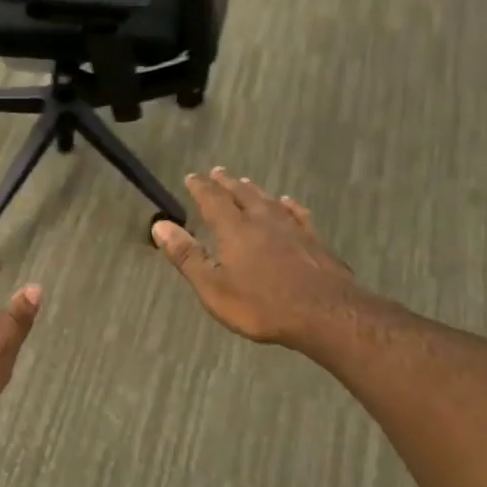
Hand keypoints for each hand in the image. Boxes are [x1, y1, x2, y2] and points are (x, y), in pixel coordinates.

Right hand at [152, 169, 368, 350]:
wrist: (326, 313)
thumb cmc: (262, 305)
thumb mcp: (214, 287)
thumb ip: (187, 256)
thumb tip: (159, 226)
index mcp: (235, 229)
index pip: (213, 200)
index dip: (201, 187)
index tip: (192, 176)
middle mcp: (262, 220)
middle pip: (242, 194)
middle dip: (227, 183)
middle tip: (217, 172)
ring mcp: (292, 228)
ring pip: (268, 200)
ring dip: (254, 190)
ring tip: (246, 182)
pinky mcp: (314, 240)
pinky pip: (297, 213)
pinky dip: (287, 205)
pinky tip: (288, 203)